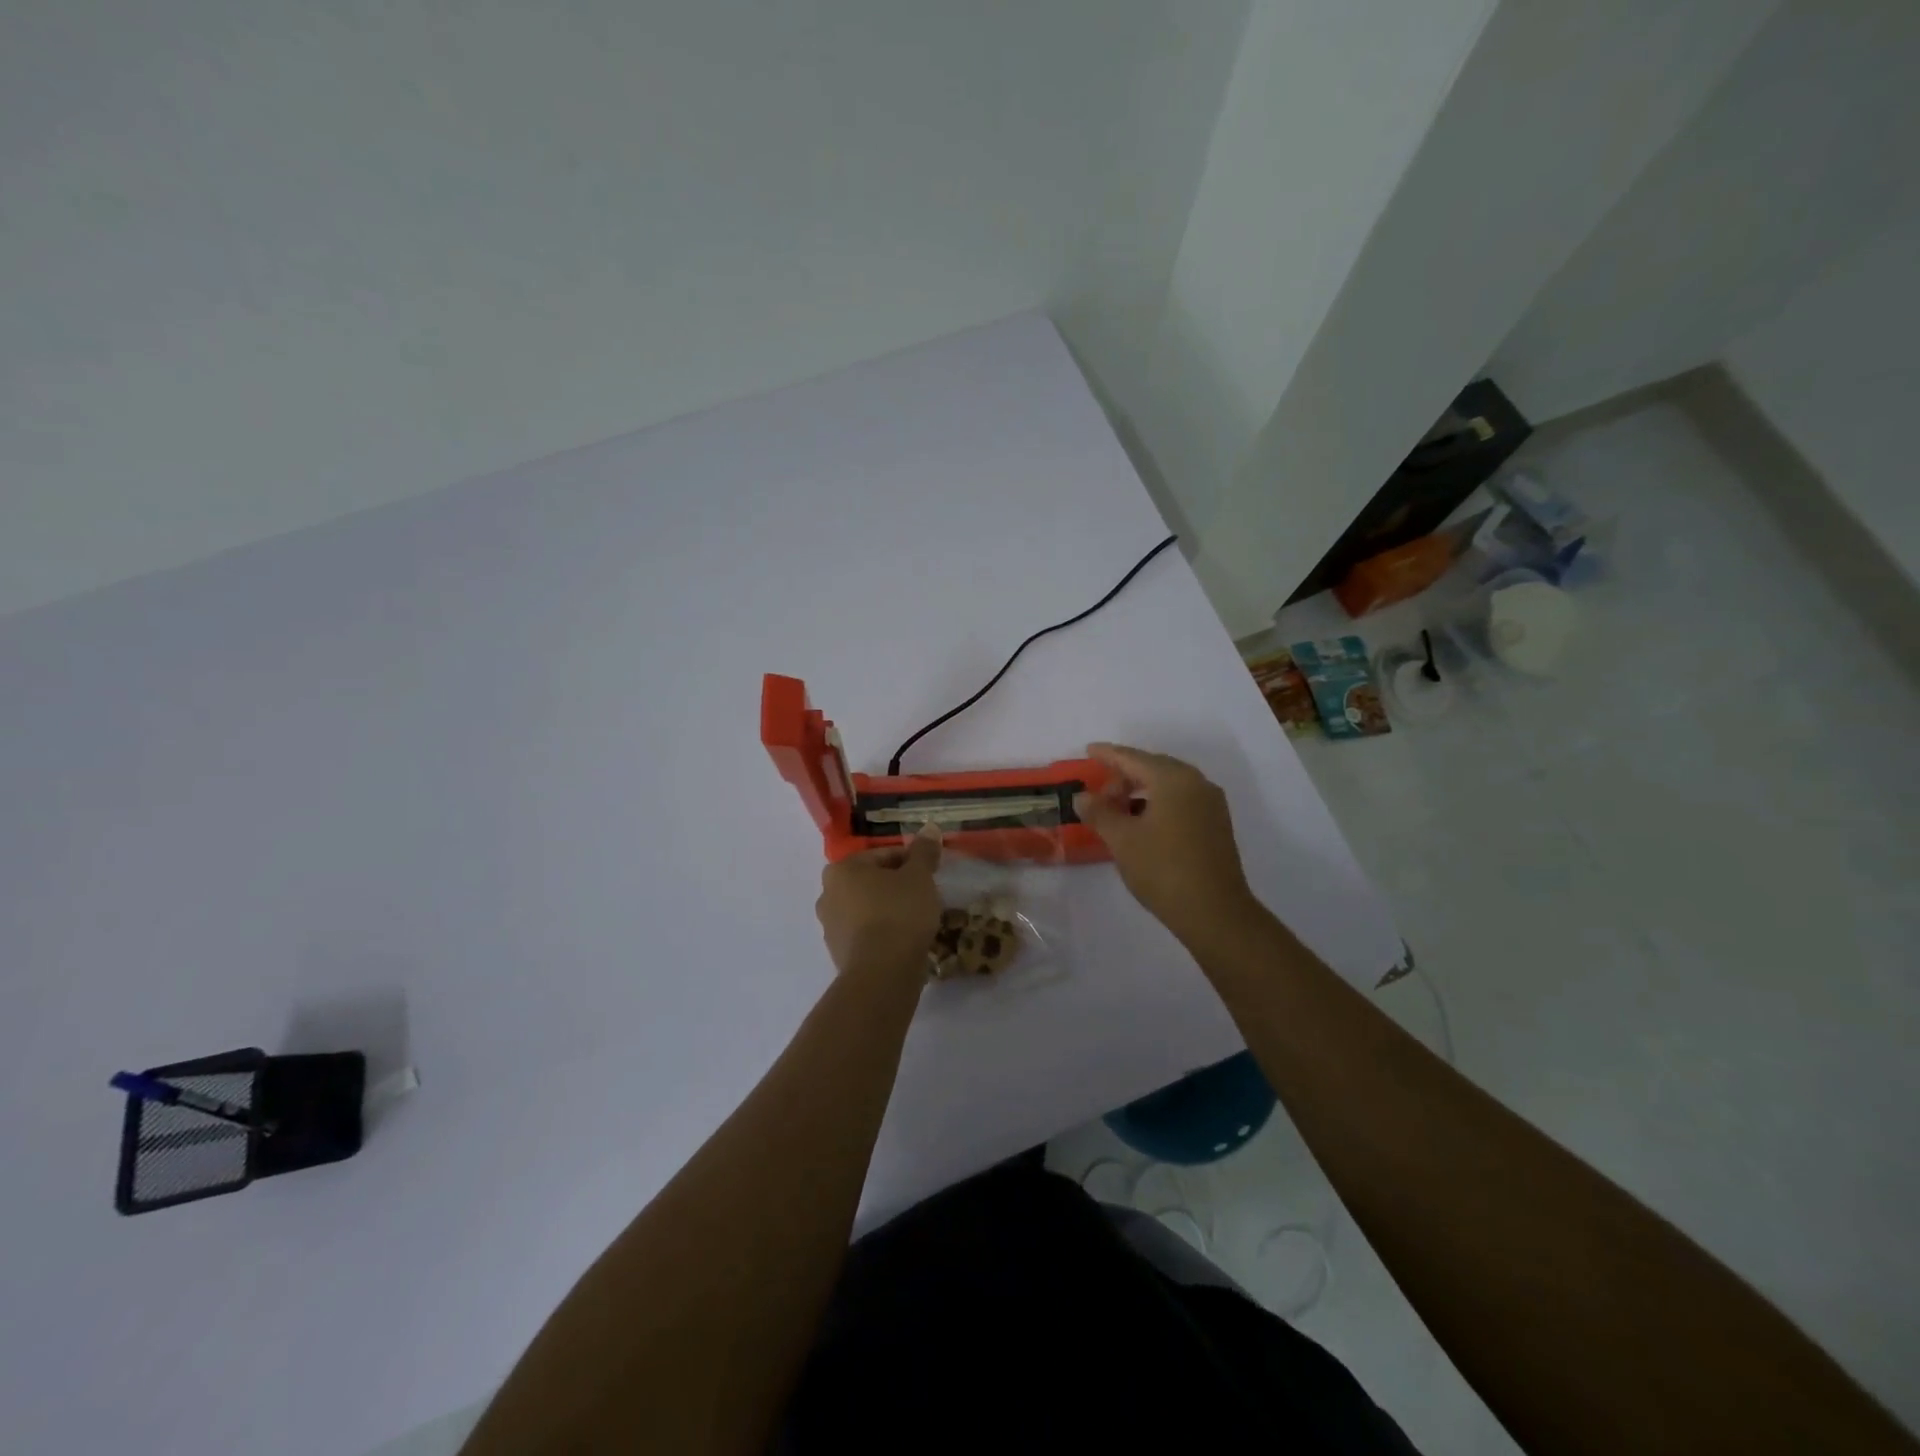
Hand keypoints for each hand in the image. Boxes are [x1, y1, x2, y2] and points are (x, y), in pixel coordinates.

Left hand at [815, 826, 943, 982]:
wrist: (882, 973)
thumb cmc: (899, 913)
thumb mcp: (919, 877)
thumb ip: (924, 852)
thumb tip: (930, 828)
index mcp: (841, 869)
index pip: (882, 856)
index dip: (911, 861)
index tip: (930, 873)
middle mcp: (827, 894)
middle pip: (871, 882)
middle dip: (896, 886)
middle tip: (924, 895)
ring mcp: (830, 927)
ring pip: (867, 909)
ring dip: (888, 909)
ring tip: (917, 920)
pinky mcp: (838, 954)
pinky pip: (865, 934)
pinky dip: (882, 933)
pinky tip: (903, 941)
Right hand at [1074, 743, 1258, 941]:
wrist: (1214, 912)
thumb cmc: (1163, 869)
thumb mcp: (1122, 840)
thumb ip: (1100, 812)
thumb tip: (1083, 796)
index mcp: (1173, 779)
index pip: (1133, 758)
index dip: (1108, 754)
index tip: (1089, 750)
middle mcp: (1197, 783)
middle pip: (1154, 767)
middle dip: (1124, 775)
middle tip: (1099, 793)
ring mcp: (1211, 804)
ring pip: (1169, 785)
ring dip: (1141, 791)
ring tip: (1118, 810)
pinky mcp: (1217, 824)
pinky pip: (1181, 800)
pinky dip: (1159, 803)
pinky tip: (1143, 823)